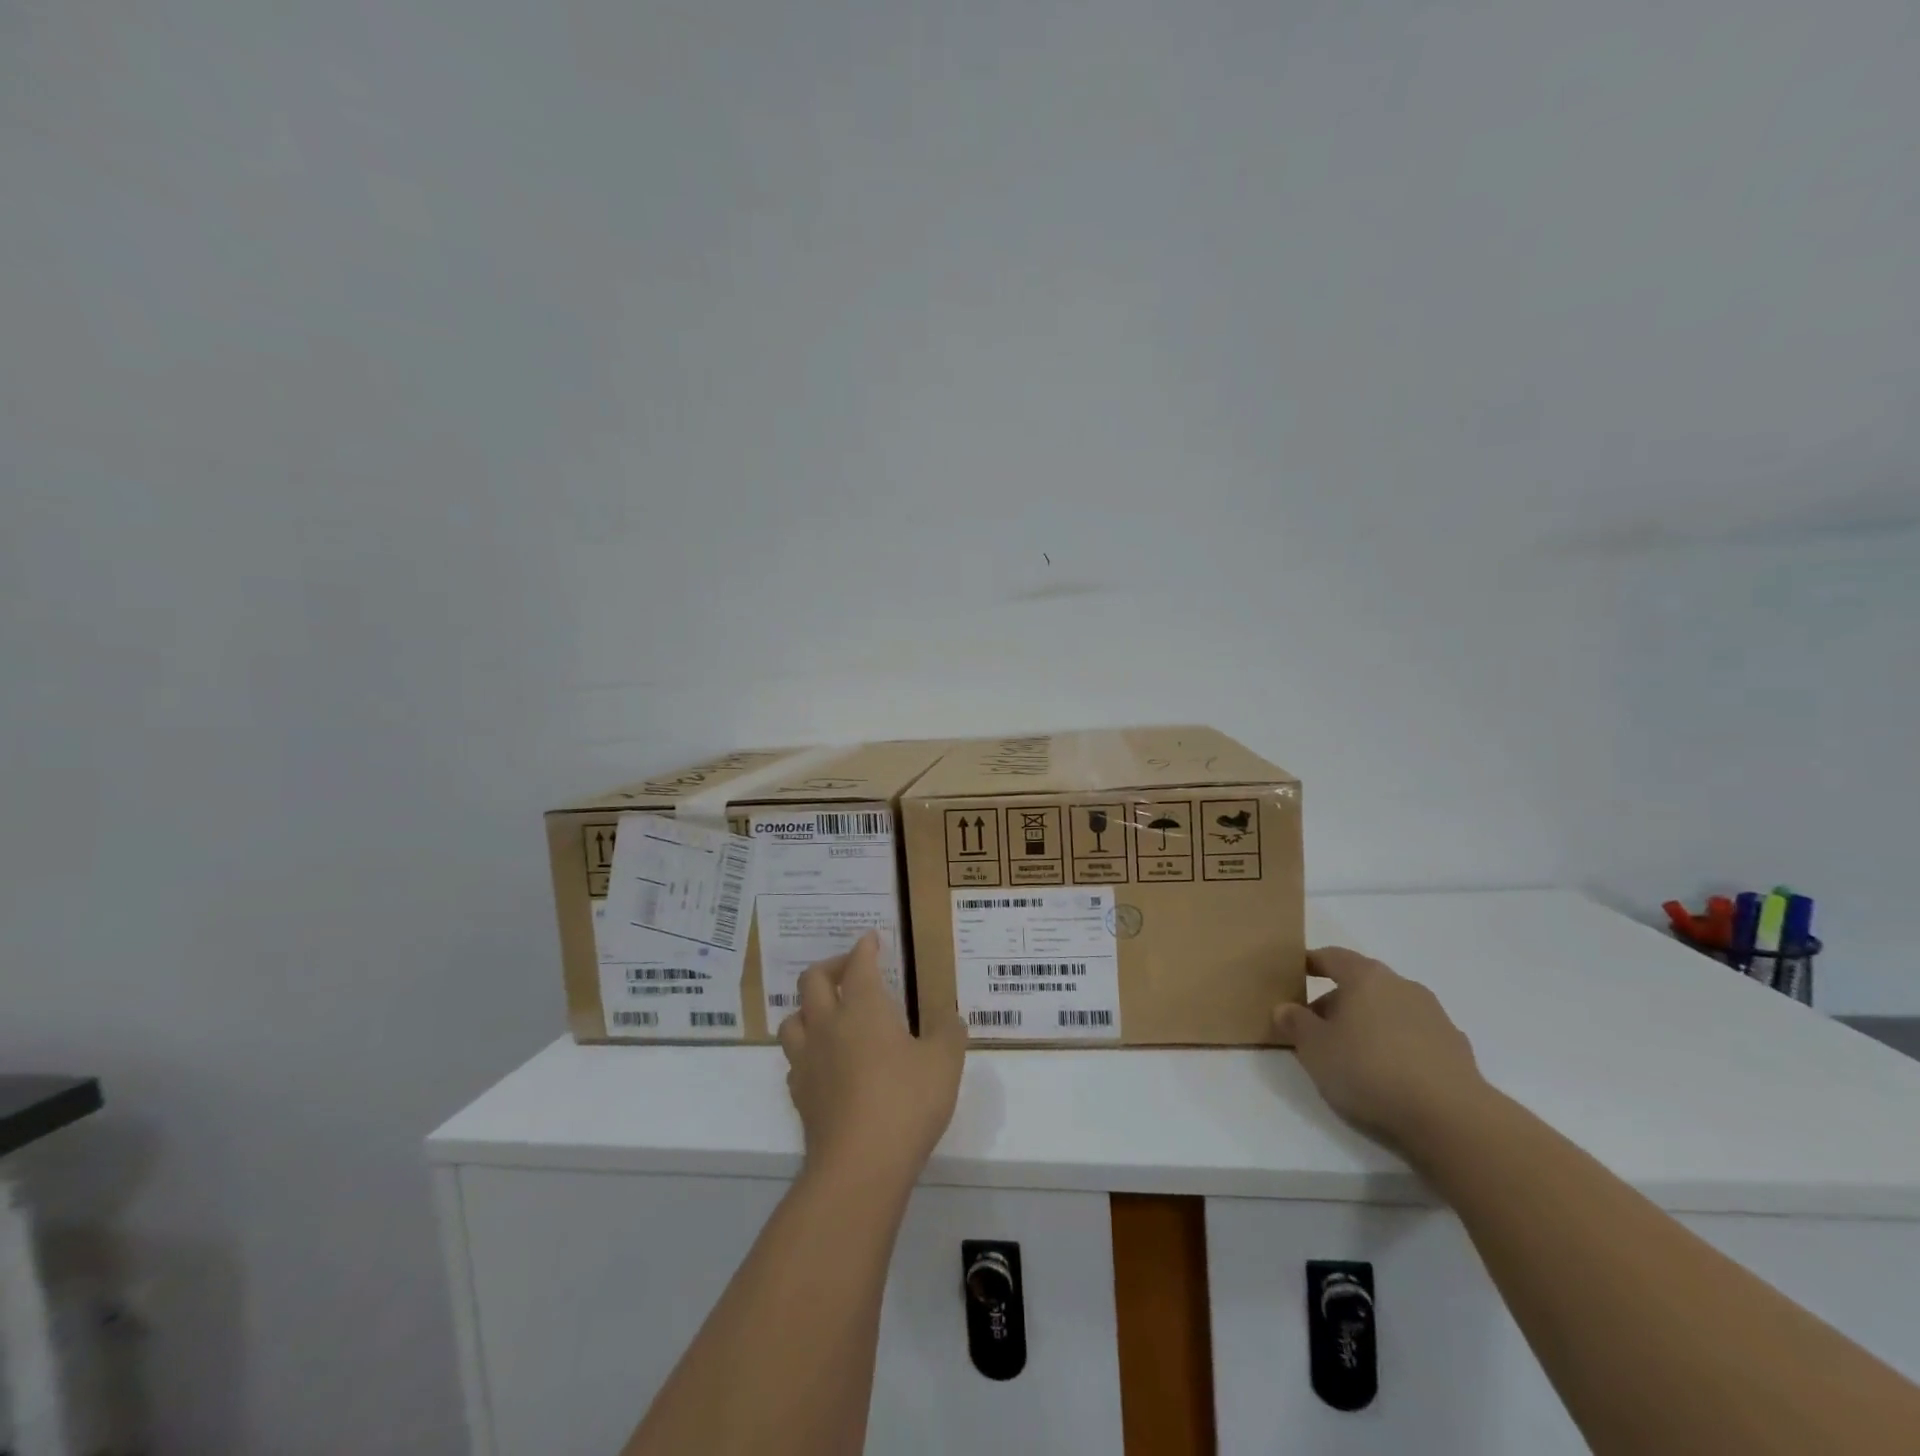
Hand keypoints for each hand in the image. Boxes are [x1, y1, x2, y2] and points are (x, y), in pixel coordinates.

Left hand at [778, 932, 967, 1189]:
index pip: (859, 965)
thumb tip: (951, 1017)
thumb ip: (949, 1033)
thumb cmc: (906, 1102)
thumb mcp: (944, 1063)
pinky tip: (823, 1062)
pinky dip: (807, 1051)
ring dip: (808, 1008)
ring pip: (792, 1019)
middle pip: (813, 981)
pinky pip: (794, 1060)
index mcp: (863, 1008)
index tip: (871, 939)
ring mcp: (808, 1060)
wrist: (859, 1165)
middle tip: (848, 969)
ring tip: (827, 1014)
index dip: (865, 948)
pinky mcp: (800, 1095)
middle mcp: (828, 1025)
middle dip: (830, 967)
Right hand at [1273, 946, 1488, 1154]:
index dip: (1311, 963)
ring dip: (1368, 1024)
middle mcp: (1403, 986)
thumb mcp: (1314, 1048)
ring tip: (1352, 1055)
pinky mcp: (1456, 1049)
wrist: (1451, 1119)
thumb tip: (1285, 1008)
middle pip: (1362, 984)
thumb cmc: (1370, 1070)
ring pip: (1390, 1010)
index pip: (1332, 957)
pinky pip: (1414, 1037)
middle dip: (1337, 1001)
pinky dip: (1397, 1046)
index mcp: (1366, 977)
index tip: (1295, 973)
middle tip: (1316, 1027)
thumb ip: (1295, 1023)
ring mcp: (1435, 1017)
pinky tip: (1389, 1074)